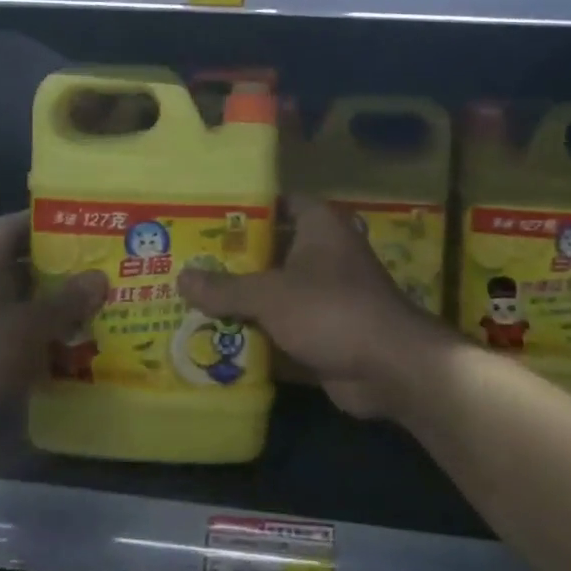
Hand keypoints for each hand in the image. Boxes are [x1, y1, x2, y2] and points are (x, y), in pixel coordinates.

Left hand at [0, 213, 105, 470]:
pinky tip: (75, 351)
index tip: (86, 229)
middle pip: (21, 267)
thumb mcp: (30, 326)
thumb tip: (100, 276)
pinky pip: (15, 338)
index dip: (47, 224)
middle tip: (105, 273)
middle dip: (62, 271)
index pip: (13, 227)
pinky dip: (41, 341)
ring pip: (21, 306)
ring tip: (100, 311)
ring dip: (55, 309)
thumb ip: (68, 300)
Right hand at [177, 196, 454, 421]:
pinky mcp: (326, 331)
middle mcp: (325, 254)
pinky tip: (218, 339)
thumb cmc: (330, 309)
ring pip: (276, 291)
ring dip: (243, 300)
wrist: (389, 367)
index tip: (207, 216)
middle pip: (272, 250)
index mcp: (320, 226)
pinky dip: (258, 333)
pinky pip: (283, 327)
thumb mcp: (270, 295)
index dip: (246, 207)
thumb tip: (181, 278)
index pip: (280, 203)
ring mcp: (327, 295)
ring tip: (192, 299)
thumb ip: (225, 288)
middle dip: (234, 260)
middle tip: (188, 261)